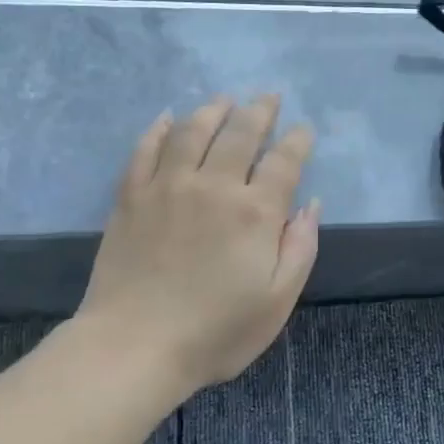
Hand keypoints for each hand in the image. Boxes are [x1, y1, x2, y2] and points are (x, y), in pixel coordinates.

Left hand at [77, 95, 319, 396]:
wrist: (134, 346)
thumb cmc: (216, 332)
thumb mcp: (277, 301)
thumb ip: (300, 248)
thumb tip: (311, 204)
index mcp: (255, 213)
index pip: (284, 162)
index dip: (297, 141)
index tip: (303, 130)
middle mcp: (214, 186)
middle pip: (240, 133)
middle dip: (260, 111)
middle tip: (269, 98)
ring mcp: (168, 186)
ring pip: (193, 130)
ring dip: (213, 110)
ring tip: (224, 100)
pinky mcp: (132, 196)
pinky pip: (146, 149)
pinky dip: (159, 129)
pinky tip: (168, 119)